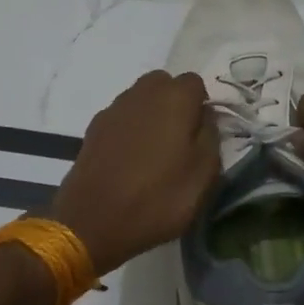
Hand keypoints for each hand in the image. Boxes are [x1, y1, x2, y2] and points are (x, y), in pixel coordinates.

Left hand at [50, 71, 219, 276]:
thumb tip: (205, 118)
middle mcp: (142, 93)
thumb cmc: (158, 198)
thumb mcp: (204, 174)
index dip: (202, 106)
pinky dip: (129, 130)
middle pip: (164, 84)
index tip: (201, 135)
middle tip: (180, 139)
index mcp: (174, 98)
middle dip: (175, 104)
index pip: (196, 82)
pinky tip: (130, 160)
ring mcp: (113, 109)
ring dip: (151, 115)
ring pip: (140, 99)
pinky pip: (121, 118)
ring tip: (154, 152)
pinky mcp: (93, 129)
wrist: (92, 222)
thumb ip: (211, 136)